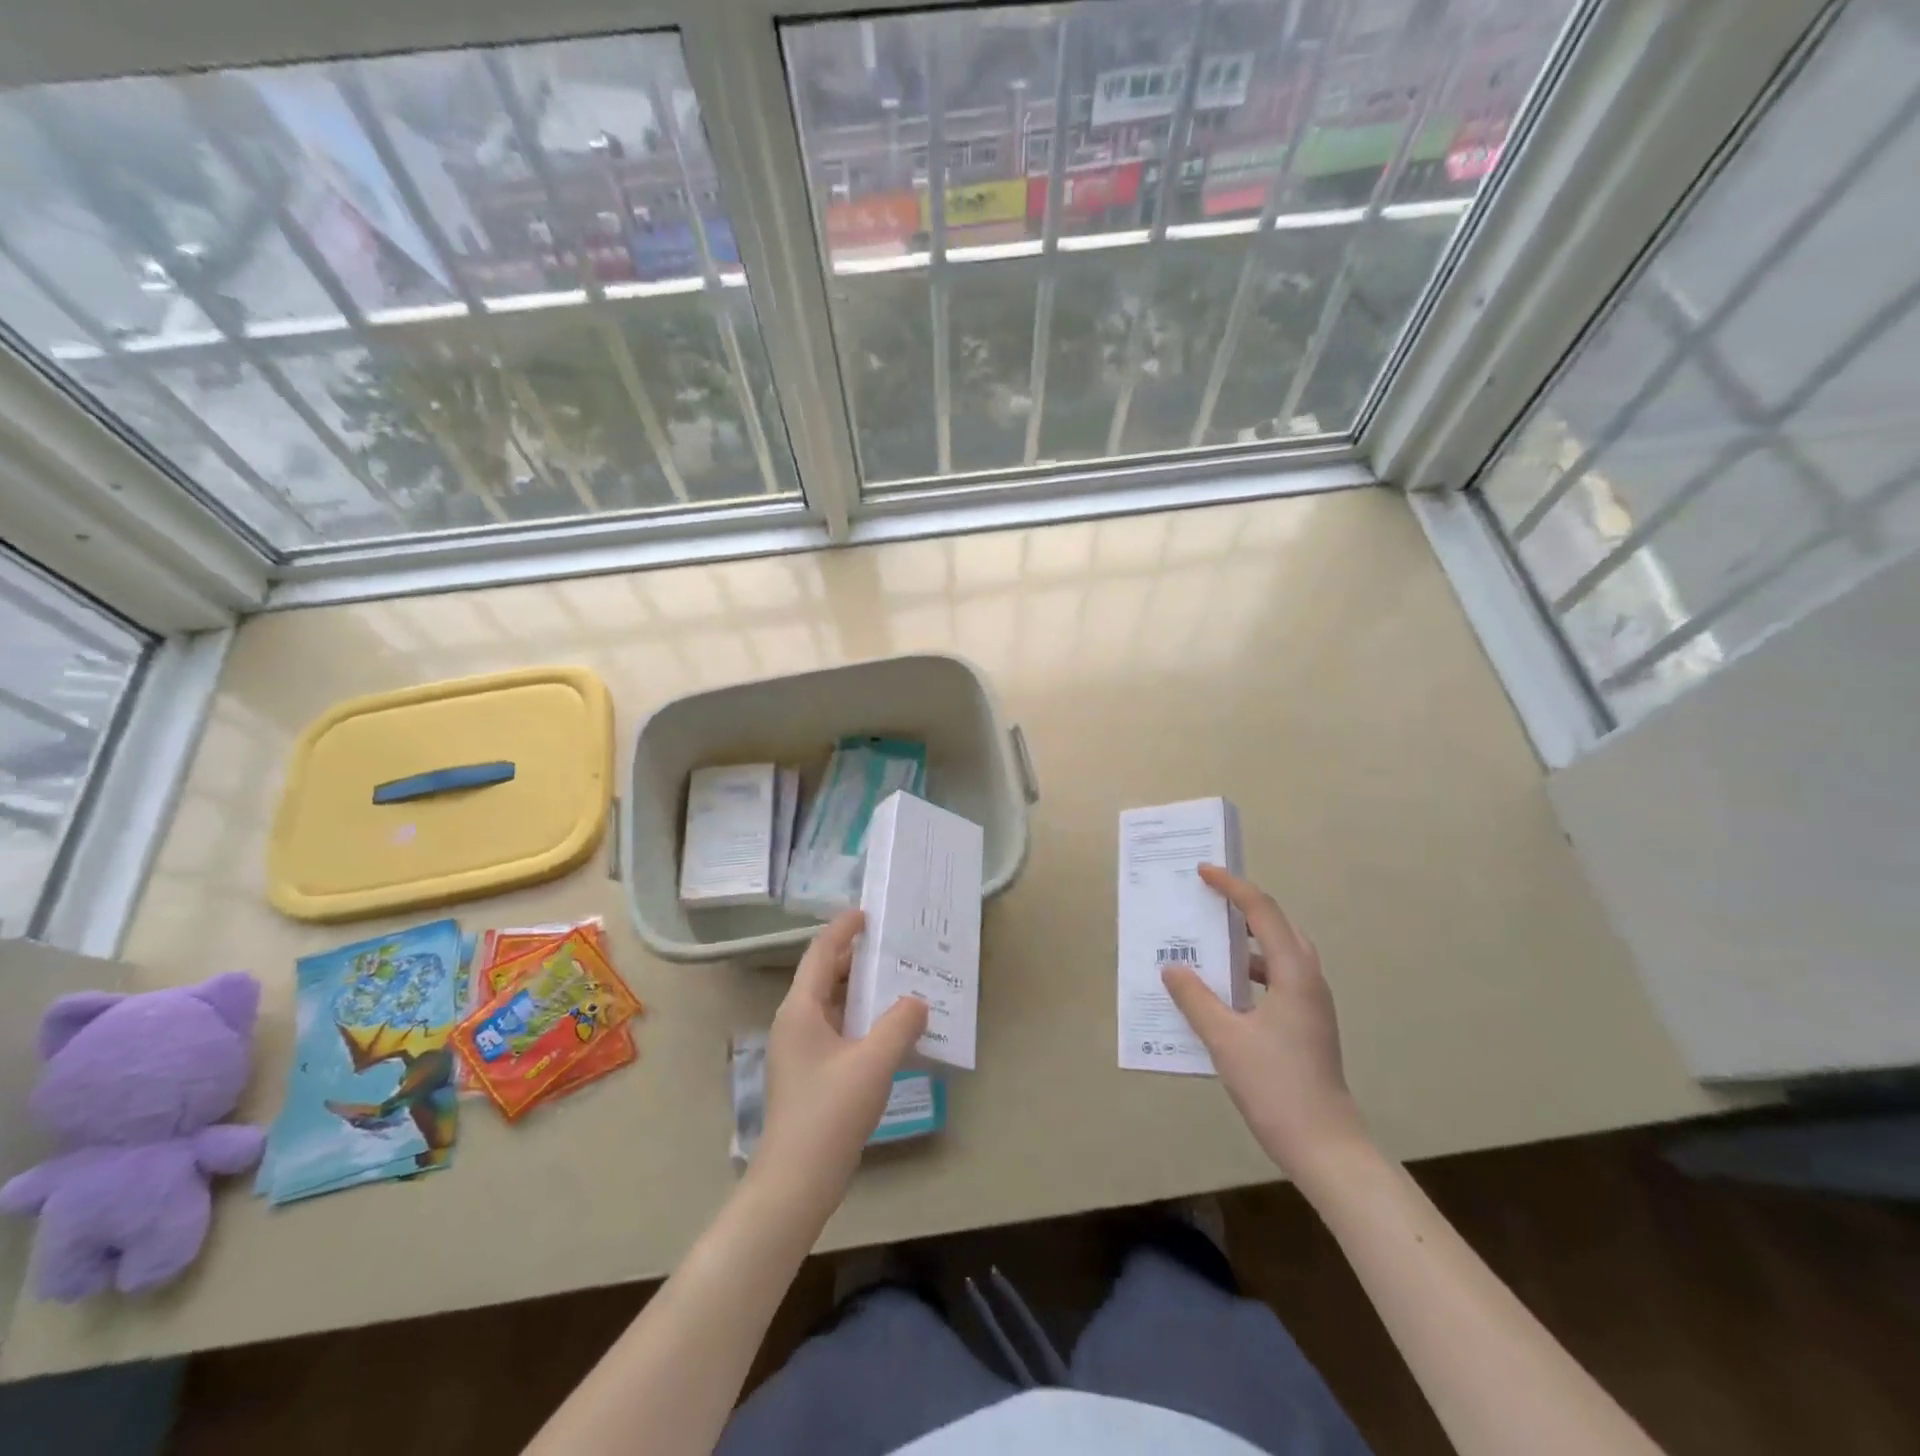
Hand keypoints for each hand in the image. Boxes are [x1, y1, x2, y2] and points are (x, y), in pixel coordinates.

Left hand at [757, 911, 928, 1206]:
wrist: (795, 1183)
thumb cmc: (830, 1113)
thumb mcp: (873, 1063)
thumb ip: (900, 1024)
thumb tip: (917, 1001)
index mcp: (800, 1010)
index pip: (821, 953)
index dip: (843, 929)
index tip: (868, 913)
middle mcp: (795, 1022)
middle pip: (825, 976)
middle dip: (858, 959)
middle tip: (894, 946)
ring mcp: (799, 1050)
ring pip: (832, 1004)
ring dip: (862, 991)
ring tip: (898, 982)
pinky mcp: (809, 1073)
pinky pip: (837, 1029)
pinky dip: (861, 1019)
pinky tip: (889, 1029)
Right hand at [1162, 865, 1371, 1187]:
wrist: (1325, 1146)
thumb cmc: (1276, 1085)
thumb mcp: (1224, 1038)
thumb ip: (1195, 998)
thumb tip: (1172, 968)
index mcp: (1294, 974)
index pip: (1263, 913)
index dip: (1233, 887)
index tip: (1204, 872)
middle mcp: (1308, 980)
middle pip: (1279, 927)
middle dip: (1245, 907)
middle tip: (1209, 899)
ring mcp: (1311, 1005)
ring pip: (1280, 955)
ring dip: (1248, 942)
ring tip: (1211, 941)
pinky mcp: (1306, 1025)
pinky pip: (1277, 980)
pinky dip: (1251, 972)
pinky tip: (1223, 992)